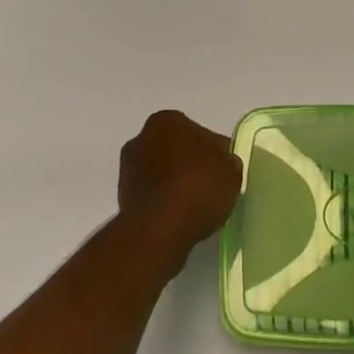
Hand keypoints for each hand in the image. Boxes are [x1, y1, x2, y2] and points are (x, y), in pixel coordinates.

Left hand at [117, 110, 241, 271]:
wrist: (157, 232)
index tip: (223, 172)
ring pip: (162, 174)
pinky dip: (165, 205)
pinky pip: (153, 197)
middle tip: (210, 188)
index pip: (200, 133)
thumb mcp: (231, 170)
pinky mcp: (122, 201)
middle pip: (177, 151)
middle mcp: (142, 138)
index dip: (215, 153)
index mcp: (167, 120)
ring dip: (176, 186)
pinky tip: (180, 219)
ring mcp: (128, 171)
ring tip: (196, 208)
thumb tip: (222, 164)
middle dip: (190, 166)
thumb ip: (227, 161)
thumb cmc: (196, 188)